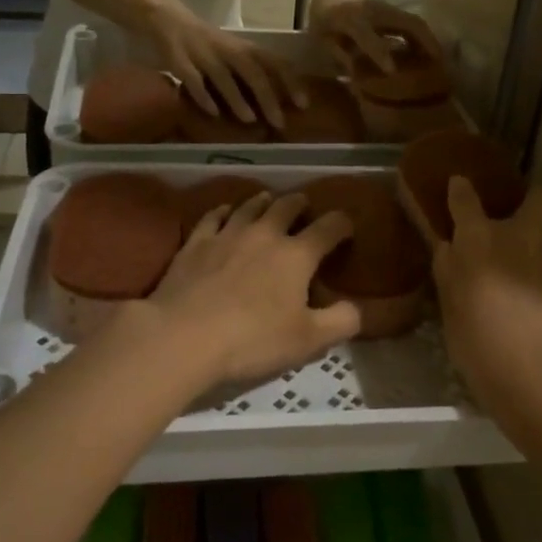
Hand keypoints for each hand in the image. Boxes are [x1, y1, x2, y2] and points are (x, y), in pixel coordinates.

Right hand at [144, 0, 301, 127]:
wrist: (168, 18)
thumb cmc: (209, 42)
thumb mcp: (235, 51)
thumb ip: (254, 70)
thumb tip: (280, 100)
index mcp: (244, 47)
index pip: (275, 62)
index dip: (291, 82)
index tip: (303, 104)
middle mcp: (227, 49)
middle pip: (253, 72)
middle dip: (268, 98)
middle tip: (279, 122)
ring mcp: (203, 55)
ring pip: (224, 77)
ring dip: (238, 99)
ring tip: (250, 120)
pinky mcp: (179, 60)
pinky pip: (192, 80)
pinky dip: (203, 96)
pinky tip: (213, 113)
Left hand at [147, 192, 359, 386]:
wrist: (183, 336)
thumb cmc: (253, 340)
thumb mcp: (309, 341)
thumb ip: (341, 322)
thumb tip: (358, 308)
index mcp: (297, 255)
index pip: (329, 227)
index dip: (342, 224)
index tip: (347, 227)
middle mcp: (265, 234)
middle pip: (287, 206)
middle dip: (300, 204)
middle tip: (304, 207)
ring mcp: (227, 234)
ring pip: (250, 206)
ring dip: (264, 201)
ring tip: (269, 200)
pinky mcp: (196, 242)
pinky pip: (214, 216)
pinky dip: (225, 210)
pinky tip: (226, 211)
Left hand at [313, 0, 442, 75]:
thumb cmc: (325, 23)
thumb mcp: (322, 40)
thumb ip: (338, 56)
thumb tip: (356, 75)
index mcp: (349, 19)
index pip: (366, 34)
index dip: (378, 52)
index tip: (392, 71)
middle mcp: (373, 11)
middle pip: (405, 23)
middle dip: (423, 44)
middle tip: (437, 68)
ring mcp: (388, 9)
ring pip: (415, 23)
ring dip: (429, 42)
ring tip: (441, 64)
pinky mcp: (396, 12)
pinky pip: (414, 24)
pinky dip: (426, 39)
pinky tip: (432, 55)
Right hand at [434, 179, 541, 410]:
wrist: (533, 368)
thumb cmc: (477, 341)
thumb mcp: (449, 305)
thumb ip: (449, 269)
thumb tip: (449, 247)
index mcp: (477, 239)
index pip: (464, 199)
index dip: (460, 189)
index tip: (460, 185)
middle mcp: (520, 233)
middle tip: (541, 209)